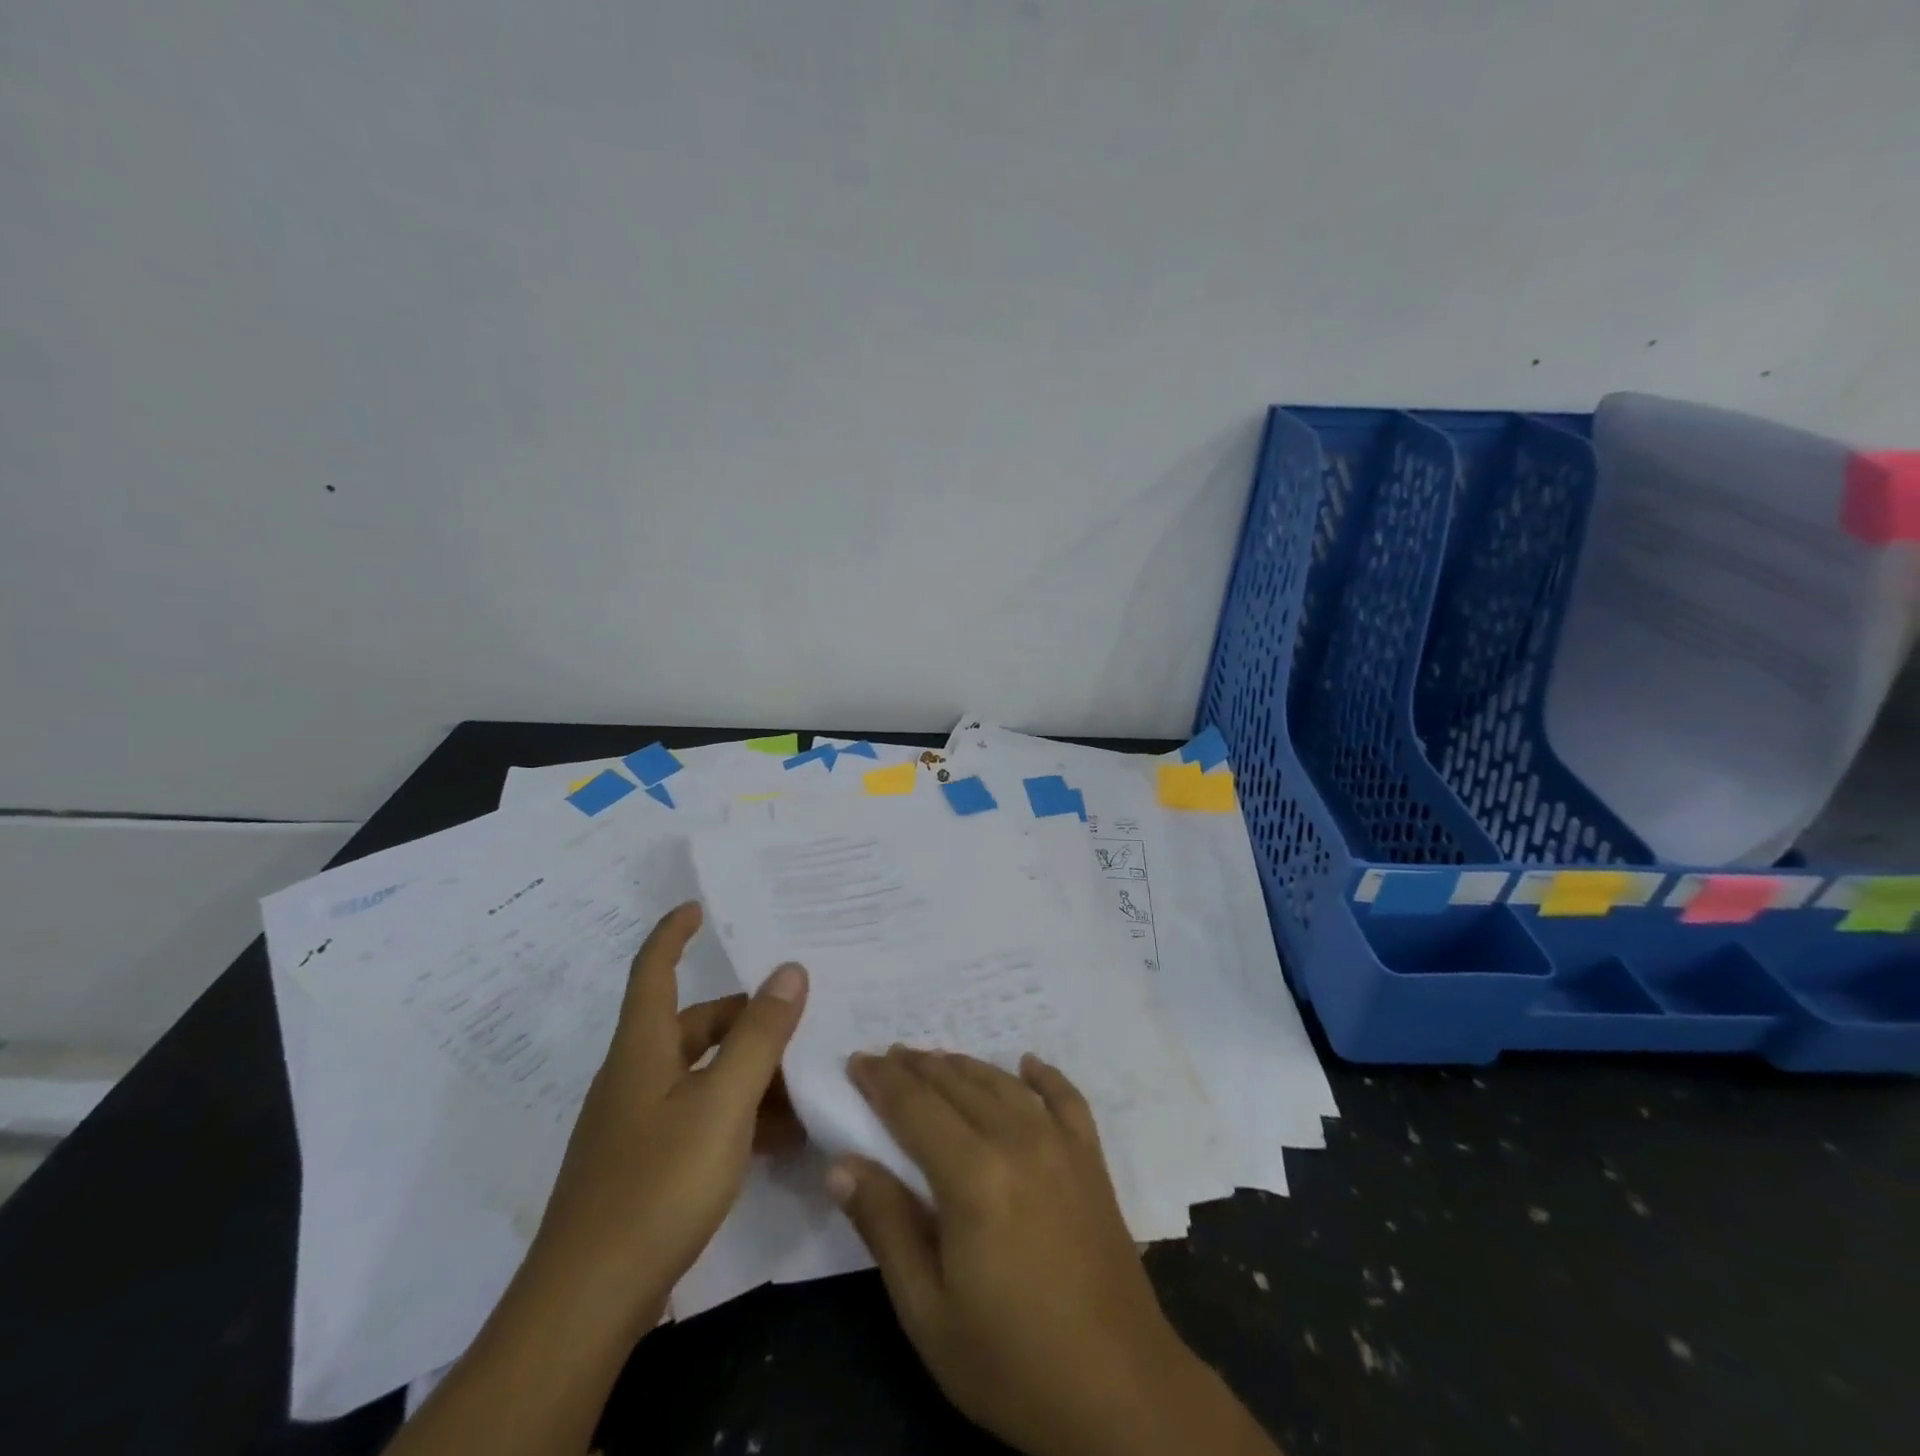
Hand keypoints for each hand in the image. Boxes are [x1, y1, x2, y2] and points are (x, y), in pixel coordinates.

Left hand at [526, 901, 807, 1334]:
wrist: (588, 1303)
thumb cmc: (656, 1184)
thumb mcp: (722, 1101)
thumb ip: (760, 1035)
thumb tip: (791, 969)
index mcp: (643, 1048)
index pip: (654, 971)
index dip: (673, 934)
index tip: (697, 907)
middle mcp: (636, 1076)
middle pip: (694, 1025)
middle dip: (747, 1018)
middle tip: (801, 1018)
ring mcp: (639, 1124)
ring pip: (704, 1074)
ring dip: (752, 1072)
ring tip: (806, 1081)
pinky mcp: (646, 1165)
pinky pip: (702, 1118)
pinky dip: (740, 1115)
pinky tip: (782, 1136)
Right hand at [827, 1048, 1277, 1455]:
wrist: (1120, 1391)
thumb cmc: (1011, 1361)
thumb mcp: (928, 1311)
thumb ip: (884, 1226)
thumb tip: (840, 1163)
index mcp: (972, 1175)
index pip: (914, 1106)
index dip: (882, 1080)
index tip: (857, 1060)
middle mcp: (1017, 1140)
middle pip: (956, 1085)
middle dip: (916, 1067)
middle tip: (887, 1055)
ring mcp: (1061, 1145)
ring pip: (1002, 1084)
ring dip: (964, 1066)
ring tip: (935, 1058)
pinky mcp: (1092, 1160)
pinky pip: (1066, 1098)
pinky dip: (1043, 1075)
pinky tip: (1027, 1062)